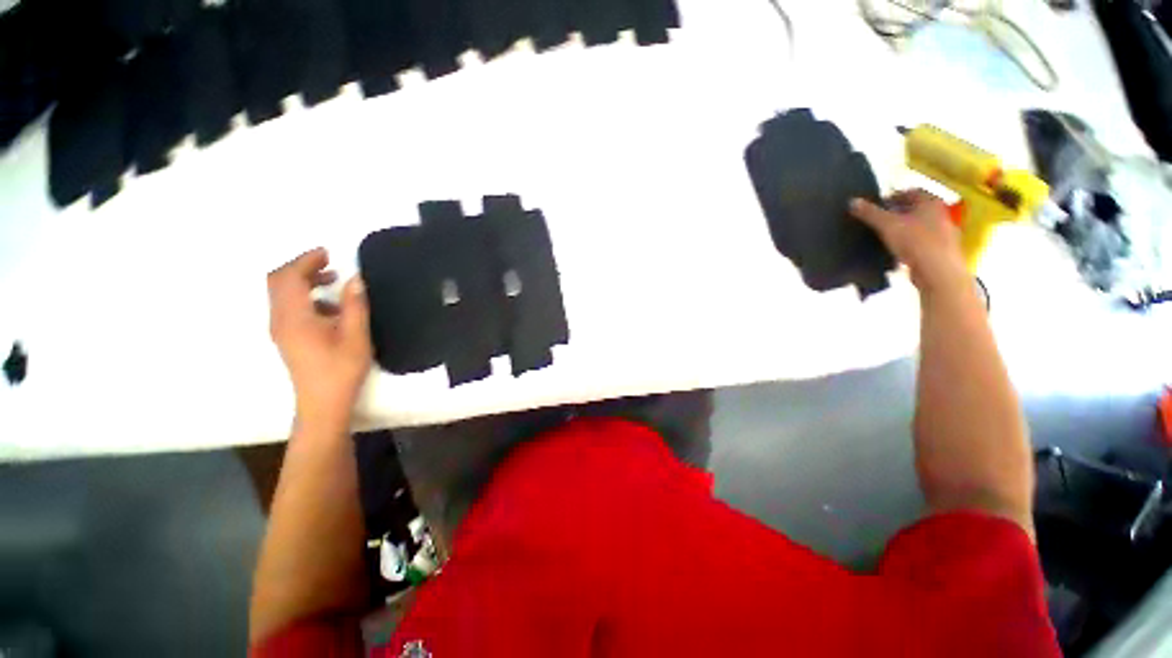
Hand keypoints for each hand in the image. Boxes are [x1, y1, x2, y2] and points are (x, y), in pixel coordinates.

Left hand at [267, 247, 370, 430]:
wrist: (323, 403)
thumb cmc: (341, 370)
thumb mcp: (356, 336)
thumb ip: (354, 305)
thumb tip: (355, 279)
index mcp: (294, 317)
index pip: (289, 278)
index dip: (306, 260)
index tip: (328, 253)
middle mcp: (280, 320)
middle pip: (278, 282)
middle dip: (301, 268)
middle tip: (329, 263)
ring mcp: (280, 330)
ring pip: (282, 294)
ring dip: (303, 282)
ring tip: (332, 281)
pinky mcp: (286, 337)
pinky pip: (288, 307)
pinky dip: (305, 297)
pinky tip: (330, 308)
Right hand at [849, 190, 969, 299]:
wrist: (937, 271)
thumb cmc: (915, 241)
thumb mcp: (886, 225)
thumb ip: (869, 213)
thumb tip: (852, 201)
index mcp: (931, 202)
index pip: (911, 192)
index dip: (893, 196)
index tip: (878, 205)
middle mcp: (941, 214)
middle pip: (916, 209)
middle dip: (898, 213)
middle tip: (879, 221)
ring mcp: (944, 233)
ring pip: (919, 226)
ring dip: (903, 229)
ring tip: (885, 236)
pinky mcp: (941, 250)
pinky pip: (921, 241)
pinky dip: (909, 243)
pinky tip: (896, 251)